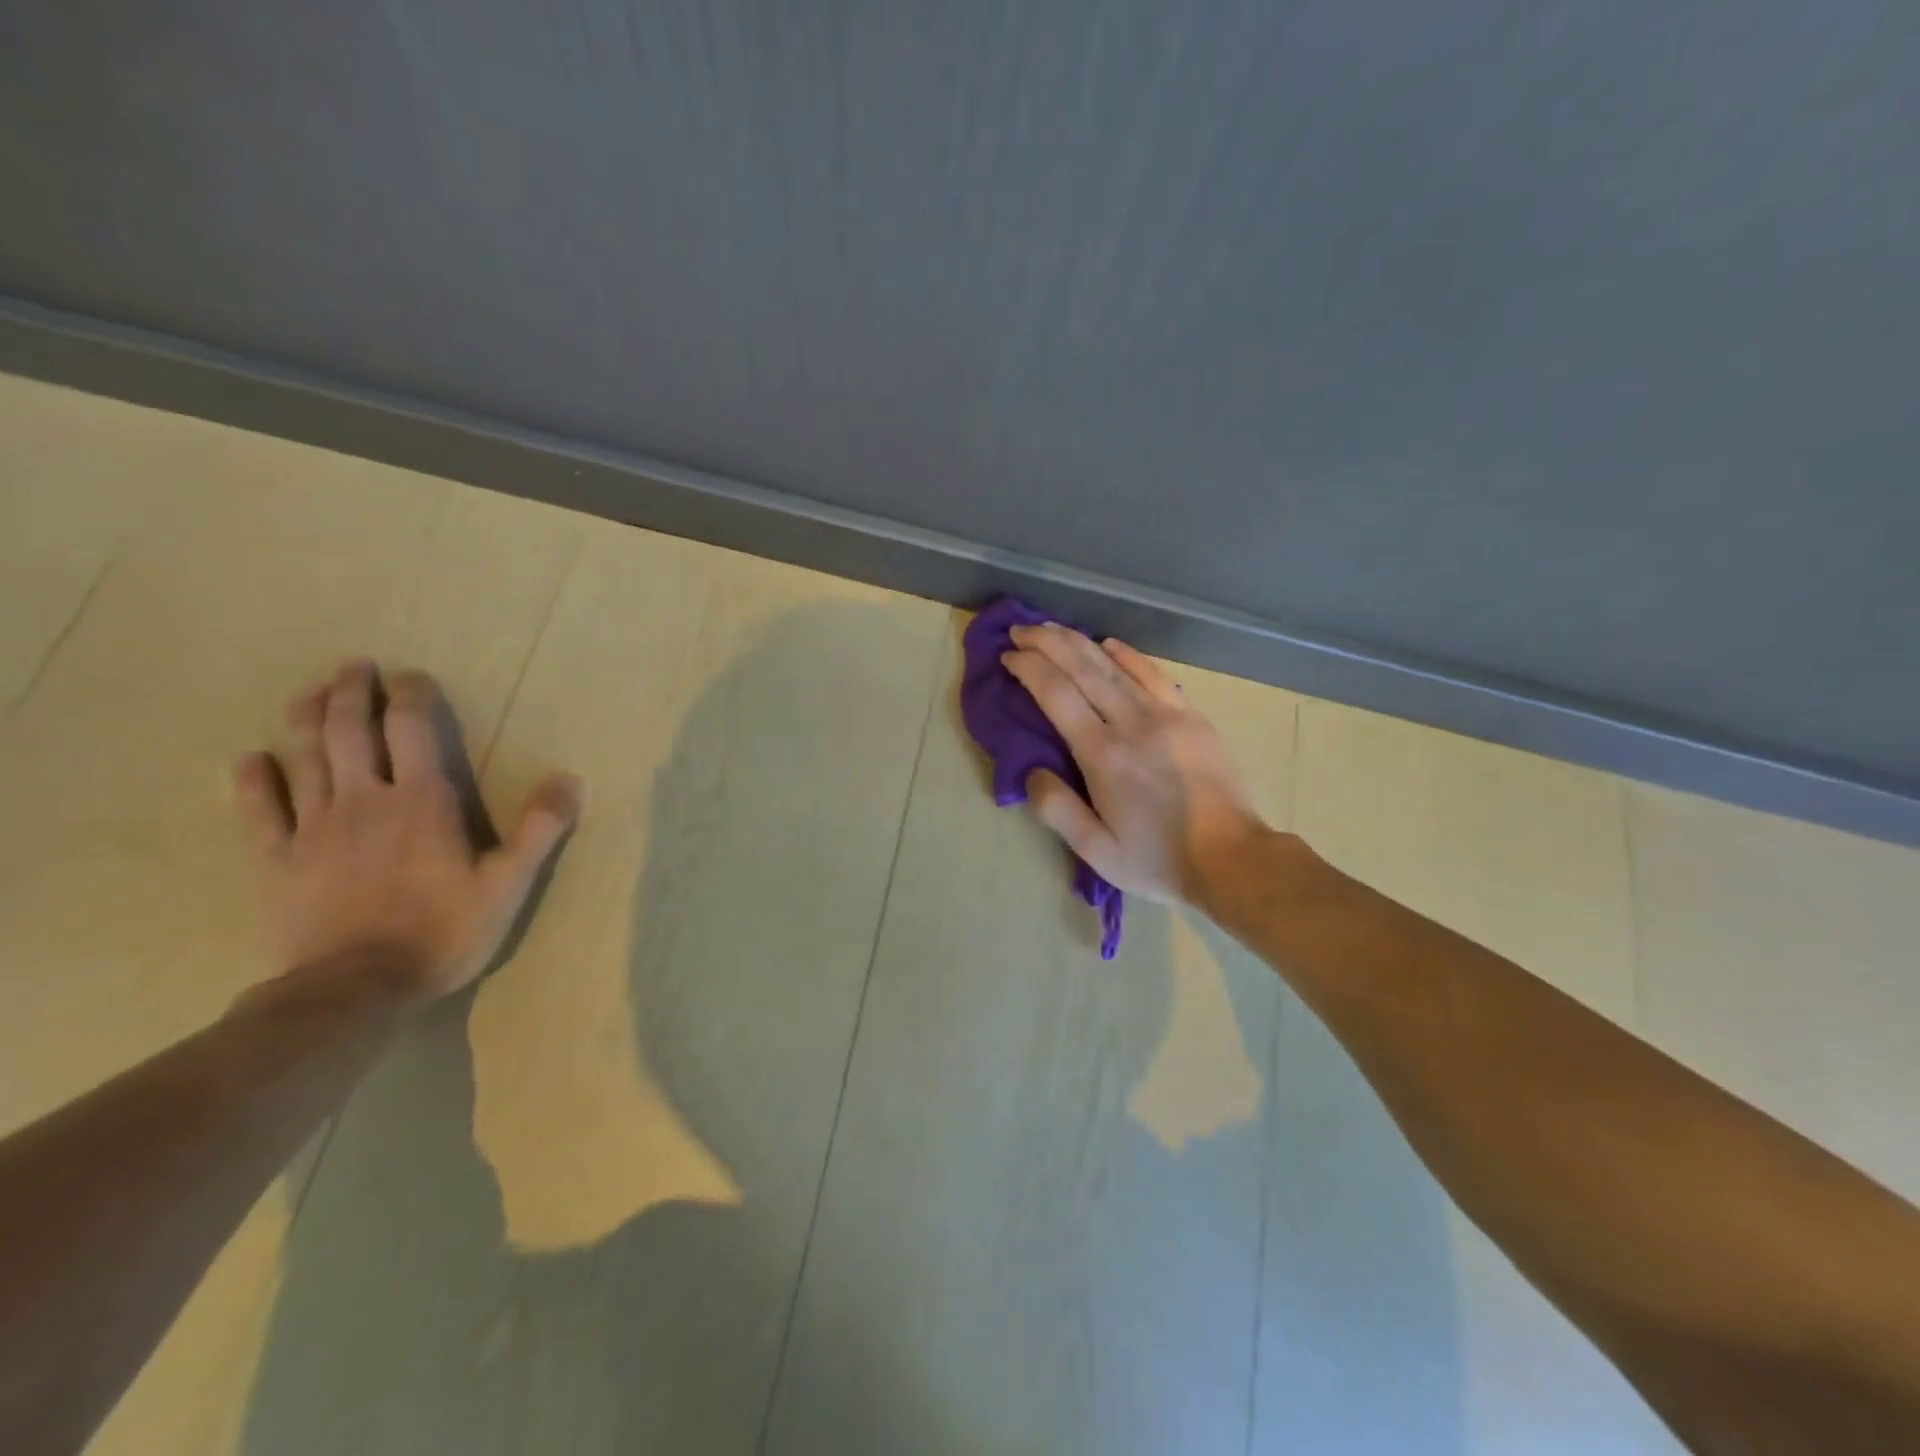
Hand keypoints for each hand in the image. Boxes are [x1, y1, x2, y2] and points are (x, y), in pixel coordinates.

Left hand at [233, 661, 581, 1003]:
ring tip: (310, 692)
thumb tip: (571, 778)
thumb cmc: (442, 933)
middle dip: (351, 692)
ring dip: (306, 718)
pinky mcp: (277, 860)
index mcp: (422, 802)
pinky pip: (260, 811)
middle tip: (355, 666)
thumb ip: (540, 829)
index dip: (411, 696)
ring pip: (304, 758)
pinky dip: (254, 780)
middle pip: (348, 731)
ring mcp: (314, 828)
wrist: (353, 991)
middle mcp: (364, 800)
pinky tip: (252, 760)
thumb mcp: (509, 885)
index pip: (411, 729)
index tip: (412, 676)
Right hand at [1000, 623, 1270, 903]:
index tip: (1008, 657)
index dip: (1028, 669)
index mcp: (1102, 755)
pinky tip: (1109, 644)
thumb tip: (1031, 772)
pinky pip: (1154, 675)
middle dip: (1046, 643)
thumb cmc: (1158, 859)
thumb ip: (1057, 810)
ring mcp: (1166, 715)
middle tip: (1021, 630)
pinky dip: (1128, 655)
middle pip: (1083, 668)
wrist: (1232, 859)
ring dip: (1079, 642)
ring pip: (1115, 665)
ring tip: (1053, 629)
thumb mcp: (1097, 851)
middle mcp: (1131, 723)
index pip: (1056, 694)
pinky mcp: (1191, 717)